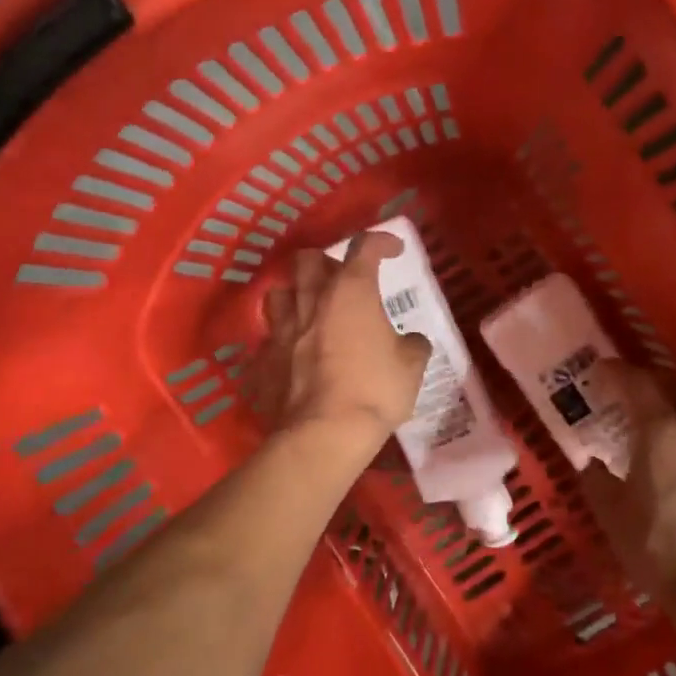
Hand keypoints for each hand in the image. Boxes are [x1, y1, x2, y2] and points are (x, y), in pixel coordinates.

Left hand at [251, 232, 431, 449]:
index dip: (381, 241)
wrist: (325, 434)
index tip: (394, 250)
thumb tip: (412, 342)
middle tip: (342, 280)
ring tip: (308, 311)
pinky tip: (292, 357)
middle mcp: (311, 301)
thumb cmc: (375, 391)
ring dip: (294, 295)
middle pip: (308, 260)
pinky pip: (268, 340)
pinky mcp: (262, 360)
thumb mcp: (411, 367)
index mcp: (351, 292)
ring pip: (277, 293)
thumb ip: (413, 345)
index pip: (365, 247)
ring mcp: (281, 330)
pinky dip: (281, 342)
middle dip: (326, 261)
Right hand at [580, 362, 675, 606]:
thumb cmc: (659, 548)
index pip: (638, 383)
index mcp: (663, 431)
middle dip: (648, 380)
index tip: (599, 370)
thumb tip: (591, 461)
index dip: (616, 372)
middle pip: (675, 386)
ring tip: (656, 417)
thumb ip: (596, 479)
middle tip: (626, 389)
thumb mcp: (612, 515)